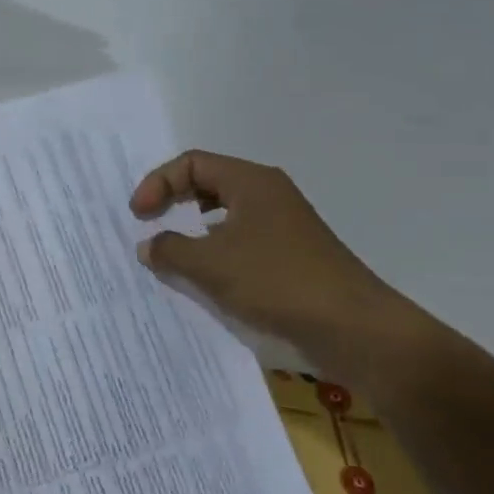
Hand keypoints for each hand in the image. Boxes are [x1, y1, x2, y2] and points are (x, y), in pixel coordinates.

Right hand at [130, 151, 428, 381]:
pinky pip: (240, 238)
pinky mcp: (290, 254)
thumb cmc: (276, 282)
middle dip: (173, 199)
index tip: (139, 216)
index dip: (158, 183)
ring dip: (192, 228)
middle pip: (208, 182)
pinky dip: (214, 249)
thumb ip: (169, 249)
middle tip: (149, 223)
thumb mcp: (209, 265)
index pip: (192, 163)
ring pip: (224, 213)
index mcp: (251, 182)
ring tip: (171, 251)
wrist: (355, 329)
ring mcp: (282, 224)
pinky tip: (205, 276)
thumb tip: (148, 245)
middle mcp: (268, 194)